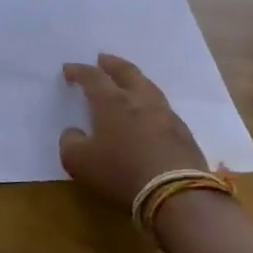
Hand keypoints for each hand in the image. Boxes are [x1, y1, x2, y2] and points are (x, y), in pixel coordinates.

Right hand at [59, 54, 210, 211]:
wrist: (176, 193)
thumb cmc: (121, 172)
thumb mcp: (79, 162)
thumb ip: (70, 143)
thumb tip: (74, 132)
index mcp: (111, 102)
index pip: (93, 78)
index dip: (79, 71)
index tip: (68, 69)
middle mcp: (139, 101)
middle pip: (126, 72)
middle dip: (112, 64)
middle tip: (103, 59)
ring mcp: (165, 115)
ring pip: (149, 87)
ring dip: (135, 79)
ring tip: (129, 80)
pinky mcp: (183, 133)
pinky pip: (163, 108)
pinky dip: (151, 102)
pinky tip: (150, 111)